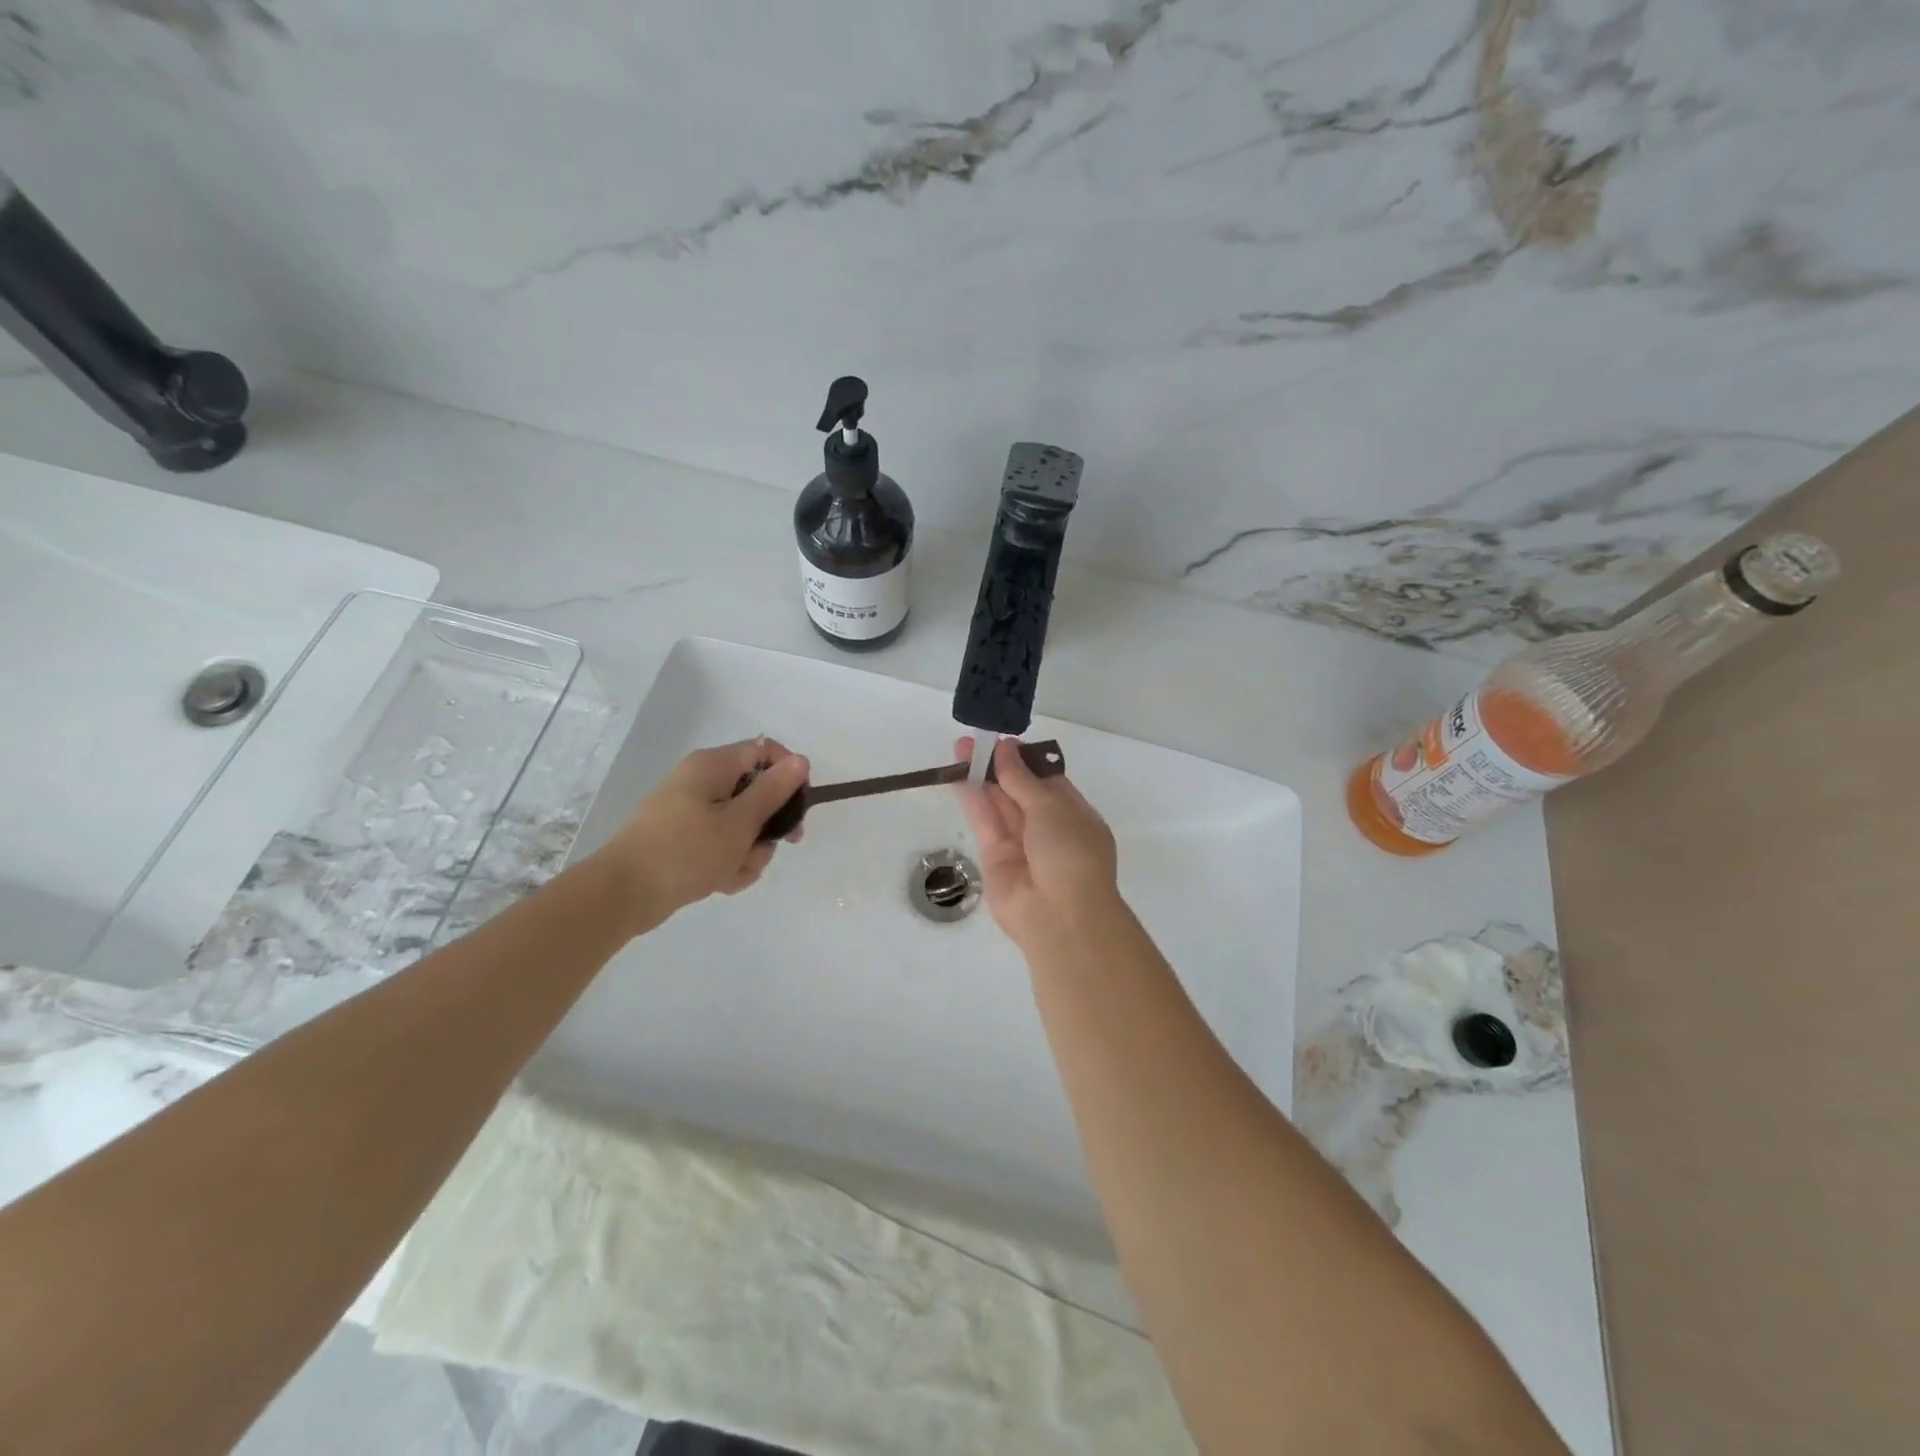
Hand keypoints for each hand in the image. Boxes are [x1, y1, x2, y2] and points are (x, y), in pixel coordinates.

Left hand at [596, 738, 808, 929]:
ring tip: (735, 872)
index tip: (799, 806)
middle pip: (756, 793)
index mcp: (713, 766)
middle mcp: (702, 782)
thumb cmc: (686, 850)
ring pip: (742, 825)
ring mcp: (691, 812)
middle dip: (769, 825)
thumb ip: (773, 791)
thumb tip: (801, 760)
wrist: (624, 893)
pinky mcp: (684, 839)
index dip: (788, 774)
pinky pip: (721, 845)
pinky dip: (728, 863)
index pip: (765, 751)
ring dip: (750, 851)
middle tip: (779, 846)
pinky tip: (721, 883)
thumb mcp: (740, 822)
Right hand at [954, 735, 1119, 947]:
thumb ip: (1022, 778)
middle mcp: (1048, 829)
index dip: (1025, 761)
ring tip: (960, 749)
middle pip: (1019, 791)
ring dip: (981, 777)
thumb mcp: (1051, 807)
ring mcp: (1021, 844)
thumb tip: (1005, 748)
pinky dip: (972, 799)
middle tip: (974, 740)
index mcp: (1074, 815)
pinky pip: (984, 822)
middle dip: (999, 765)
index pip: (1048, 781)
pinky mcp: (995, 858)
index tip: (1002, 740)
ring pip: (999, 805)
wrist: (1059, 915)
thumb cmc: (1070, 853)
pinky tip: (959, 775)